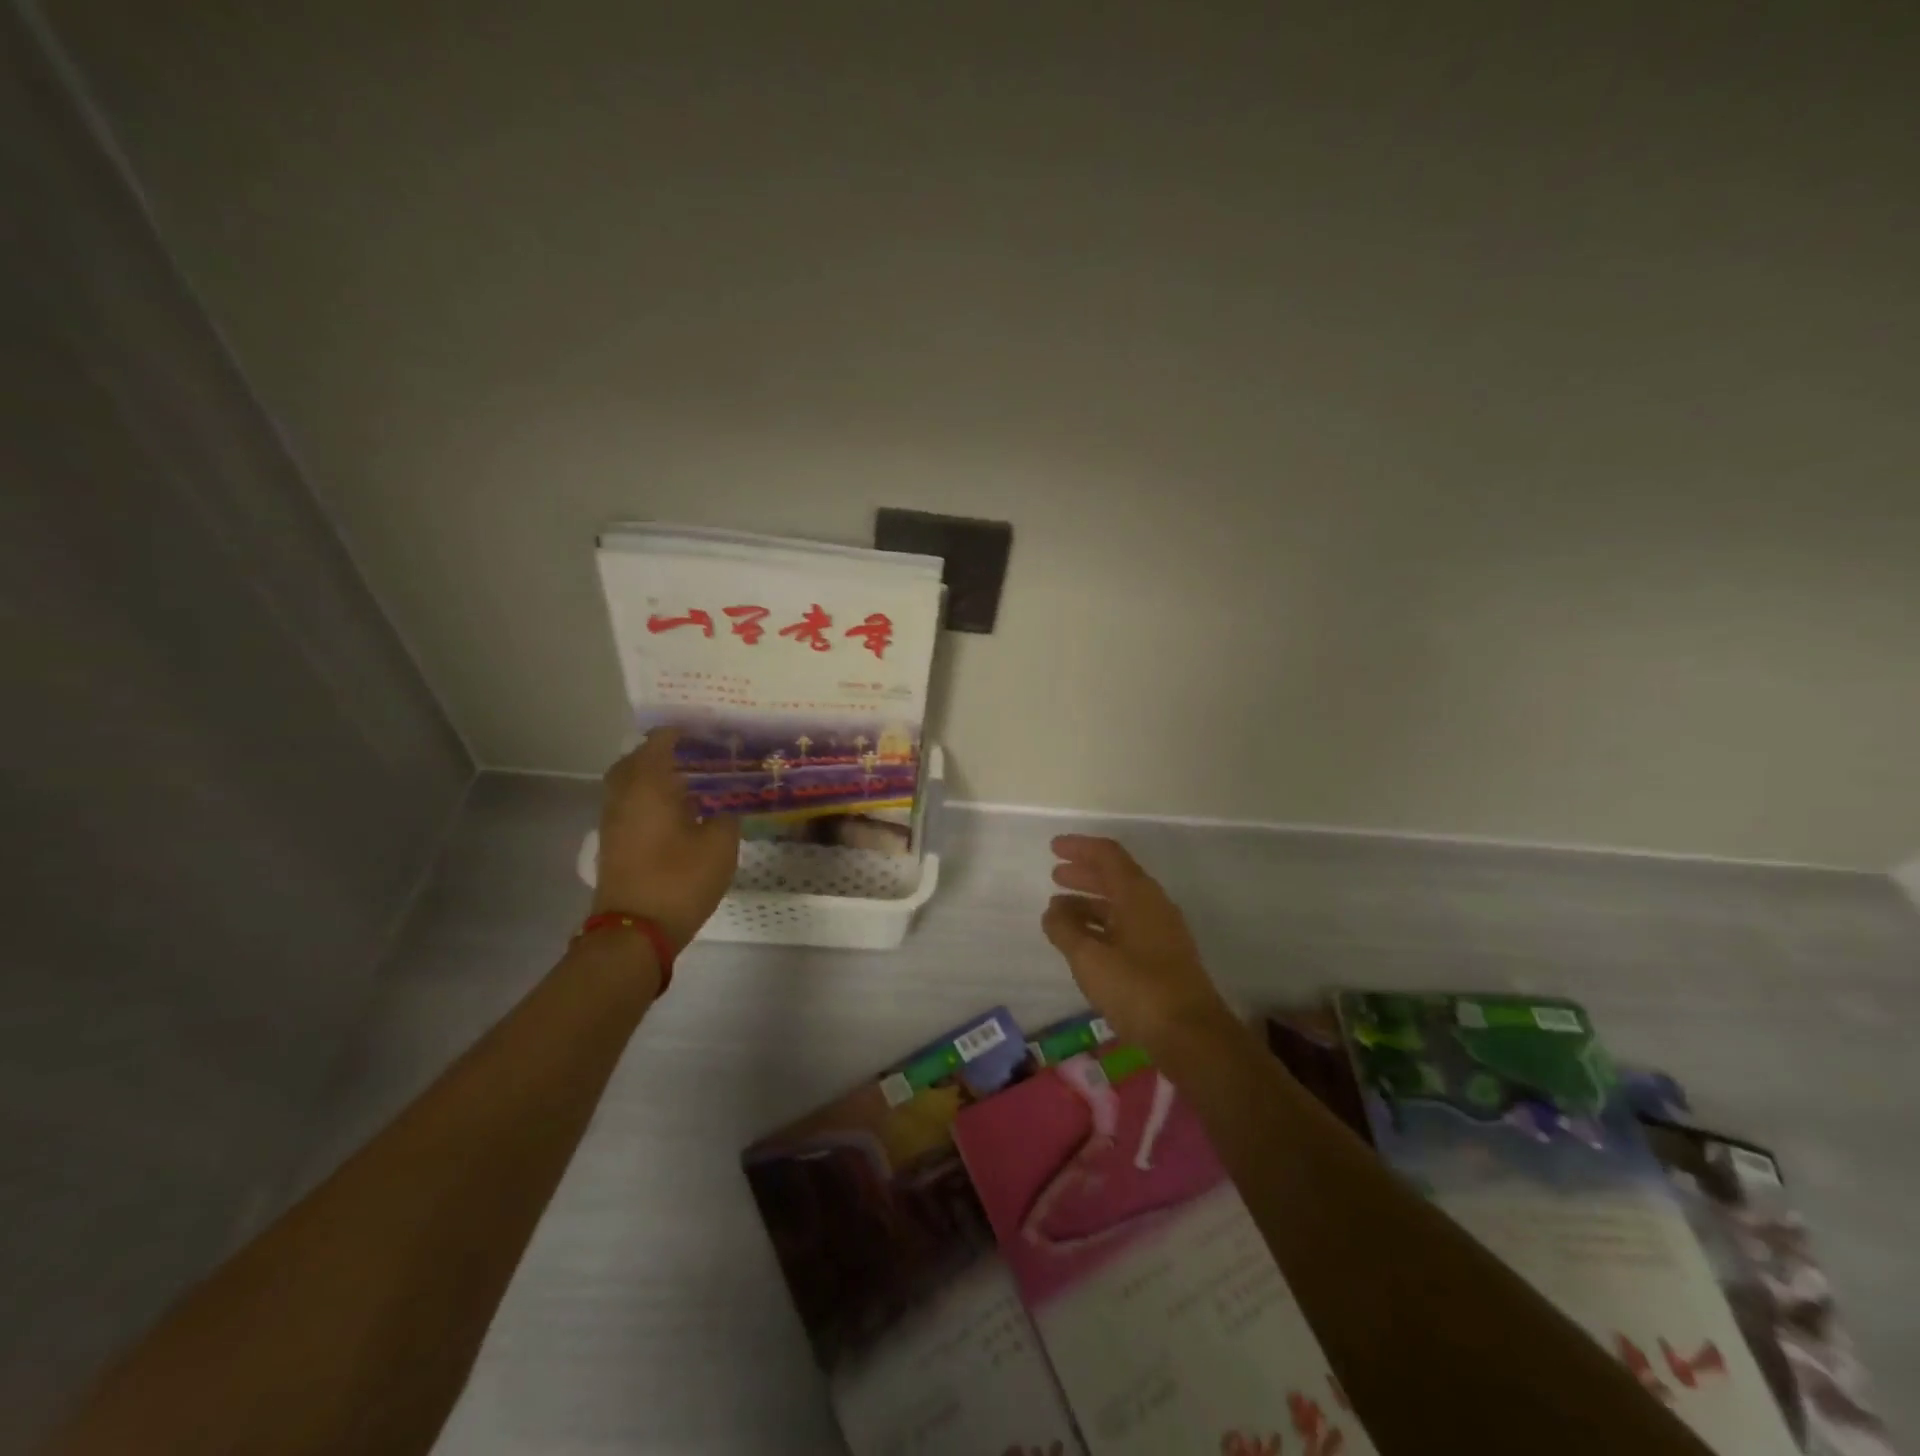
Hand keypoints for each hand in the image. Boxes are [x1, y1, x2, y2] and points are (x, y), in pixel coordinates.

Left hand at [593, 729, 740, 951]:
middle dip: (662, 753)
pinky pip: (629, 805)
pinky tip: (676, 814)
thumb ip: (727, 817)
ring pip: (628, 784)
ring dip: (653, 777)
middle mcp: (624, 795)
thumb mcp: (721, 845)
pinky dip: (648, 799)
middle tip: (694, 756)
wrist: (635, 931)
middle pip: (636, 760)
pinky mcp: (613, 843)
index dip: (683, 733)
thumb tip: (723, 808)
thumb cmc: (680, 879)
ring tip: (689, 784)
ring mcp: (613, 820)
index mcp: (649, 784)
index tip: (709, 733)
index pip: (660, 742)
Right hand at [1042, 835, 1230, 1047]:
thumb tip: (1053, 910)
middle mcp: (1153, 905)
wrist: (1192, 1036)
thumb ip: (1066, 929)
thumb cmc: (1137, 989)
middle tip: (1055, 875)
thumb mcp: (1090, 958)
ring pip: (1121, 904)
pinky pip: (1127, 926)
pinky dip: (1102, 925)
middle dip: (1084, 873)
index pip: (1107, 855)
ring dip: (1090, 902)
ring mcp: (1161, 932)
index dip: (1080, 847)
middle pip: (1116, 877)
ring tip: (1060, 911)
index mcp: (1138, 894)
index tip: (1054, 847)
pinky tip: (1085, 941)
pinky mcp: (1163, 957)